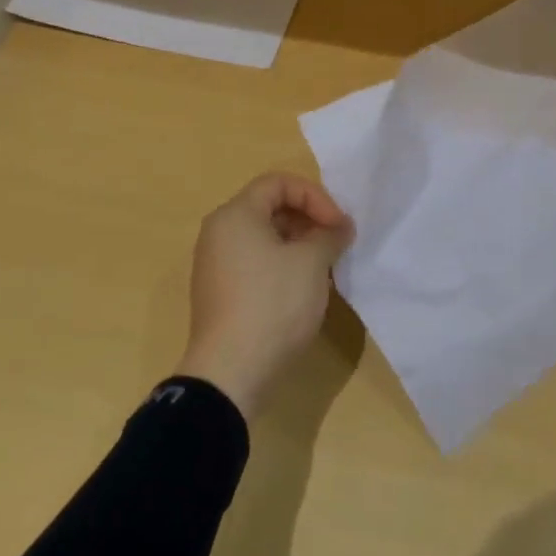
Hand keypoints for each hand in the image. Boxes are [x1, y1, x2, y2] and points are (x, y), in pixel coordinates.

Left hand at [174, 173, 355, 420]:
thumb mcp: (312, 262)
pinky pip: (255, 264)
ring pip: (264, 238)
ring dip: (299, 245)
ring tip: (324, 267)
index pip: (279, 183)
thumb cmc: (273, 303)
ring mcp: (215, 265)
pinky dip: (282, 266)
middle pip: (270, 208)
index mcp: (235, 215)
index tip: (338, 225)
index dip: (315, 196)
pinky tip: (304, 290)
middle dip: (309, 220)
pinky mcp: (220, 294)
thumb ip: (330, 234)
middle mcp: (219, 233)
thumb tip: (340, 227)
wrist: (230, 372)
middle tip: (335, 244)